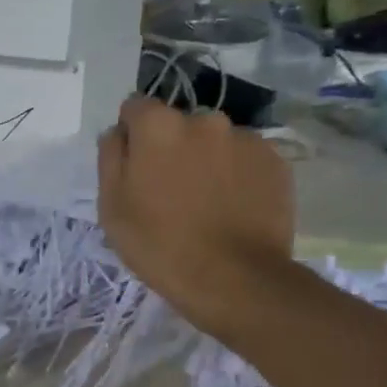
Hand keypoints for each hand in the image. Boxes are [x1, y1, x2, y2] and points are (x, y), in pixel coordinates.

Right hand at [98, 97, 294, 339]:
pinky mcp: (276, 160)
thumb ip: (111, 158)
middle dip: (173, 148)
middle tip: (173, 193)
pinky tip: (235, 210)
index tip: (136, 168)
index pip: (135, 107)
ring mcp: (245, 138)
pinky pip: (246, 160)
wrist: (235, 279)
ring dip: (208, 161)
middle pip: (179, 125)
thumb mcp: (112, 208)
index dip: (132, 136)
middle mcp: (204, 119)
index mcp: (158, 126)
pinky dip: (238, 176)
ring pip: (216, 142)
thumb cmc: (161, 247)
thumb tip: (118, 132)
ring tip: (209, 205)